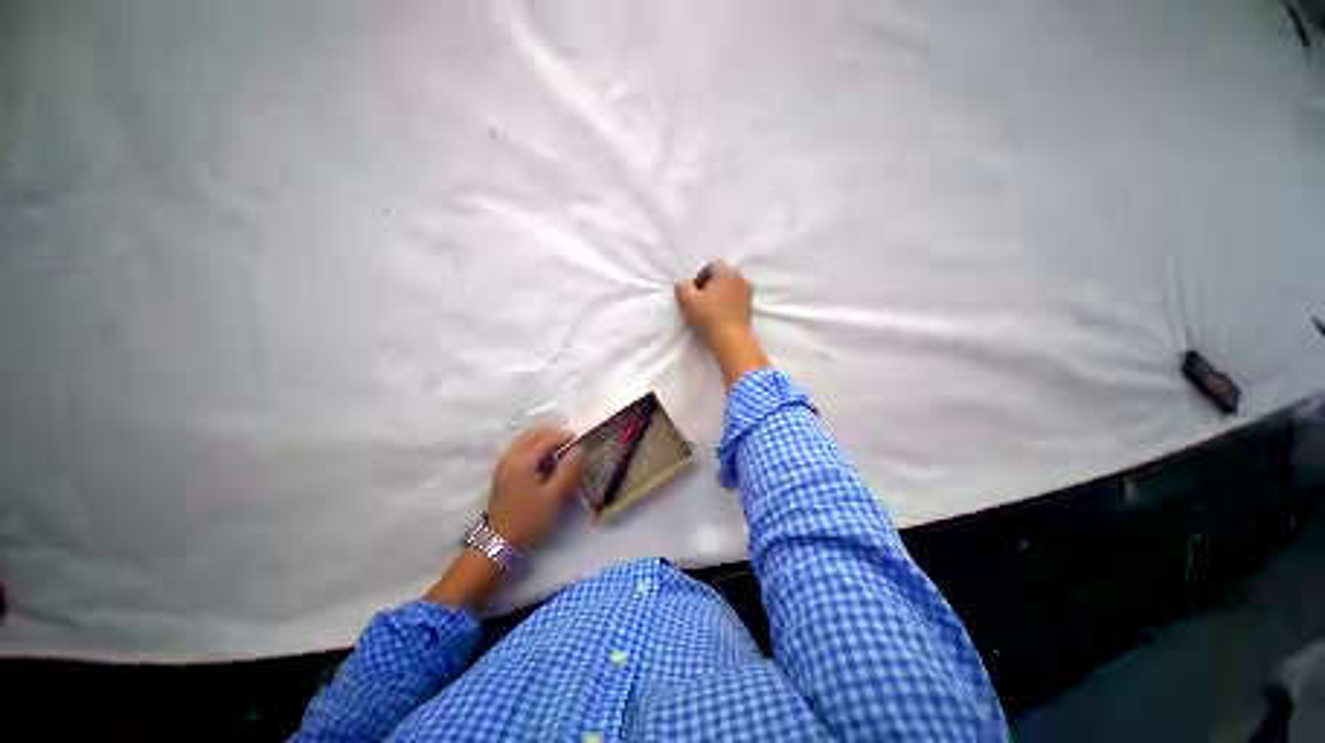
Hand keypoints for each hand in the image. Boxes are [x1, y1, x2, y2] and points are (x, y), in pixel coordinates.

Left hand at [486, 428, 585, 549]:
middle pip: (534, 434)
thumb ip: (568, 470)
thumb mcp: (554, 497)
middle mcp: (511, 457)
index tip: (581, 443)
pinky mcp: (502, 472)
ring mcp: (504, 464)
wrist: (498, 544)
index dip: (566, 436)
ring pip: (526, 440)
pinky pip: (520, 448)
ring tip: (560, 451)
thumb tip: (580, 449)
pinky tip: (543, 460)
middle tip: (572, 445)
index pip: (547, 437)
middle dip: (555, 435)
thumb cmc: (529, 520)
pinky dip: (534, 447)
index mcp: (523, 461)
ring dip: (544, 440)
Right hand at [674, 260, 753, 346]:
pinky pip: (735, 300)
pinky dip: (726, 305)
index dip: (699, 277)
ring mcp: (748, 294)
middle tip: (698, 301)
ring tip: (708, 310)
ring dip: (718, 296)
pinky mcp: (750, 309)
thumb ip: (682, 287)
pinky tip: (718, 317)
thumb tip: (683, 284)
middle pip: (721, 276)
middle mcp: (740, 279)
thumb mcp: (688, 301)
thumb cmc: (709, 318)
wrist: (732, 340)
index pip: (711, 266)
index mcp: (727, 272)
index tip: (692, 293)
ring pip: (729, 288)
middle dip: (709, 286)